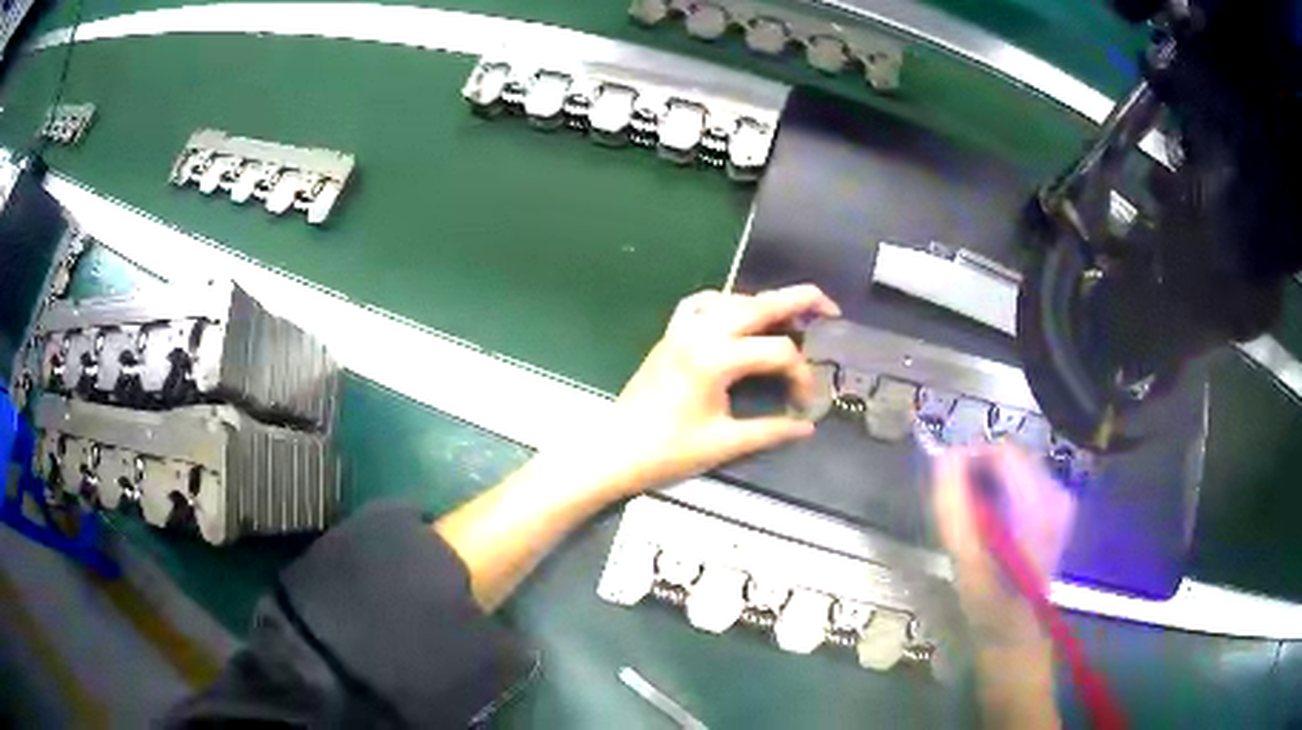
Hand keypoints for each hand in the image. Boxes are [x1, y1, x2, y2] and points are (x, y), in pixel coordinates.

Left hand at [583, 284, 839, 495]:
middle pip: (759, 305)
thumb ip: (771, 430)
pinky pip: (701, 304)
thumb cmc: (667, 451)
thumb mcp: (725, 444)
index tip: (804, 402)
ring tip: (790, 316)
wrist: (615, 449)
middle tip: (830, 307)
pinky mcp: (670, 335)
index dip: (800, 375)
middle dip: (799, 300)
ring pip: (732, 299)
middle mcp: (701, 333)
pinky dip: (725, 302)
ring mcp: (682, 330)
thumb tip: (808, 426)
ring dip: (764, 303)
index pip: (777, 352)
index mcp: (716, 359)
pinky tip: (738, 316)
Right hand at [932, 443, 1076, 645]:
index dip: (971, 457)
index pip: (1003, 452)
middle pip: (1012, 456)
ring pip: (1017, 468)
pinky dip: (1004, 492)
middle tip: (957, 505)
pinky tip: (993, 522)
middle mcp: (1056, 494)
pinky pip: (1025, 482)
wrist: (1016, 630)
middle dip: (981, 471)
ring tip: (973, 517)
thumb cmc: (988, 601)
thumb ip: (954, 506)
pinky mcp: (1058, 509)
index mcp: (1038, 505)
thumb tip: (944, 456)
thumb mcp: (964, 558)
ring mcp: (1060, 501)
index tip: (946, 481)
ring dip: (991, 482)